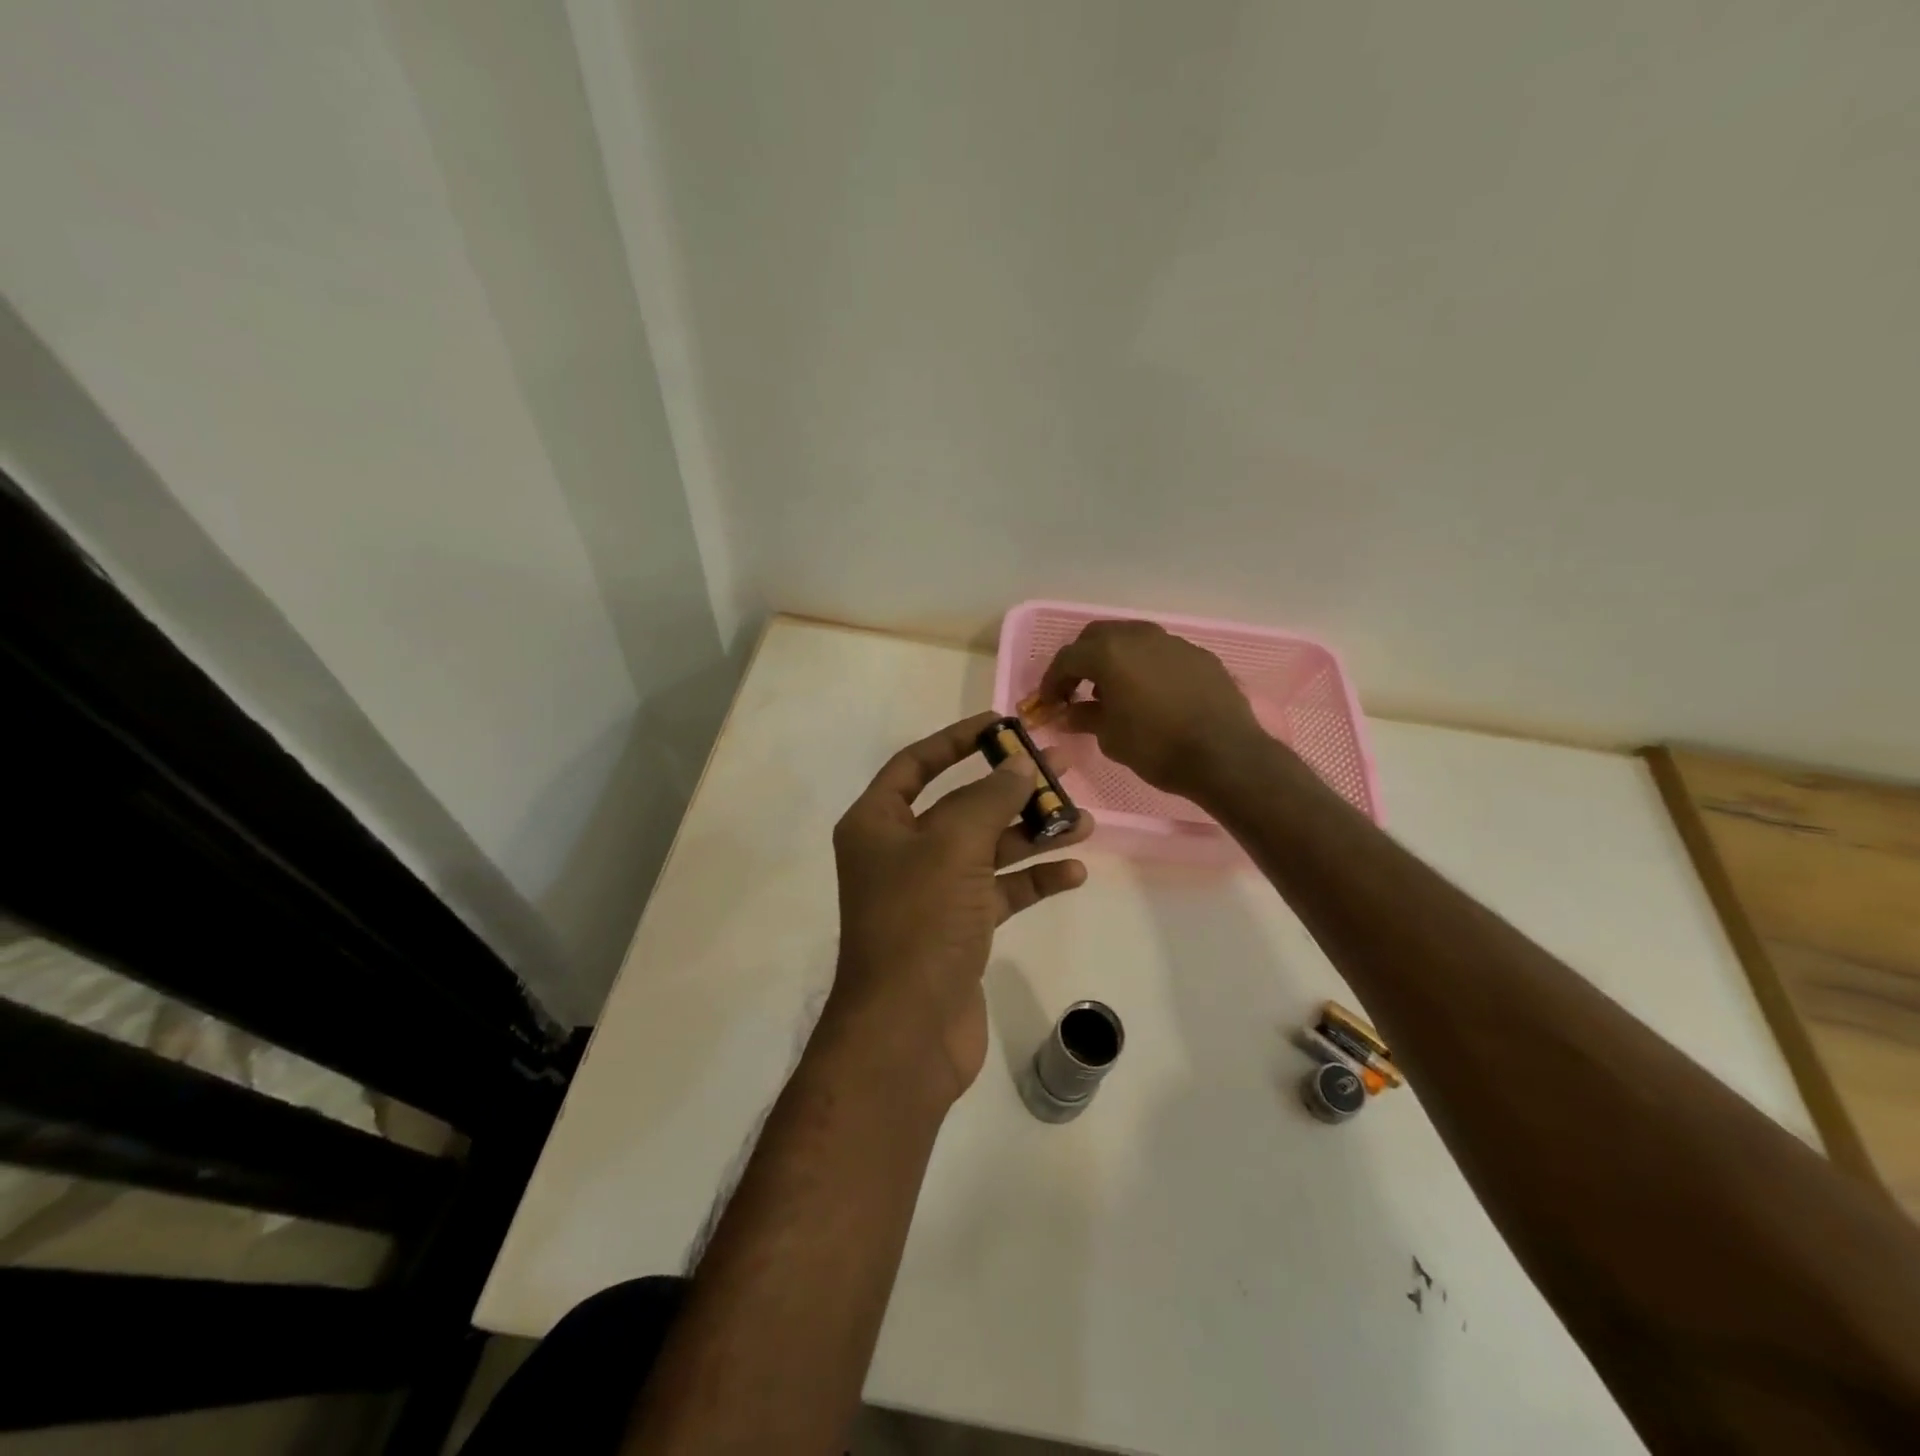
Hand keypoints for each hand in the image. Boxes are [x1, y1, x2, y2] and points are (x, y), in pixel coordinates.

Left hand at [830, 712, 1092, 1102]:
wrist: (907, 1032)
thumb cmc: (919, 923)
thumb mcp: (953, 846)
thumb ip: (989, 799)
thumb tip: (1019, 767)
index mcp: (877, 824)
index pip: (915, 763)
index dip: (957, 740)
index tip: (1003, 725)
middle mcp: (900, 852)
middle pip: (961, 805)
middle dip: (1010, 788)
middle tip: (1061, 768)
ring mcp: (931, 892)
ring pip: (987, 849)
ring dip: (1032, 835)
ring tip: (1082, 821)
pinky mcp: (959, 929)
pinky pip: (1000, 892)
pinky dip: (1033, 880)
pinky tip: (1072, 871)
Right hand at [1038, 619, 1267, 801]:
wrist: (1225, 755)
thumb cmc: (1156, 747)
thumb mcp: (1110, 737)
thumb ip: (1085, 718)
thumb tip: (1067, 714)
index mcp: (1109, 653)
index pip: (1067, 658)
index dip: (1052, 681)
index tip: (1048, 703)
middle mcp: (1139, 636)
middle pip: (1098, 637)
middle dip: (1082, 660)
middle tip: (1077, 689)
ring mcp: (1173, 642)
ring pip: (1132, 639)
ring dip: (1115, 660)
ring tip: (1114, 691)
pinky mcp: (1199, 655)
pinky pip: (1161, 653)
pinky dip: (1146, 667)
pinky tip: (1151, 694)